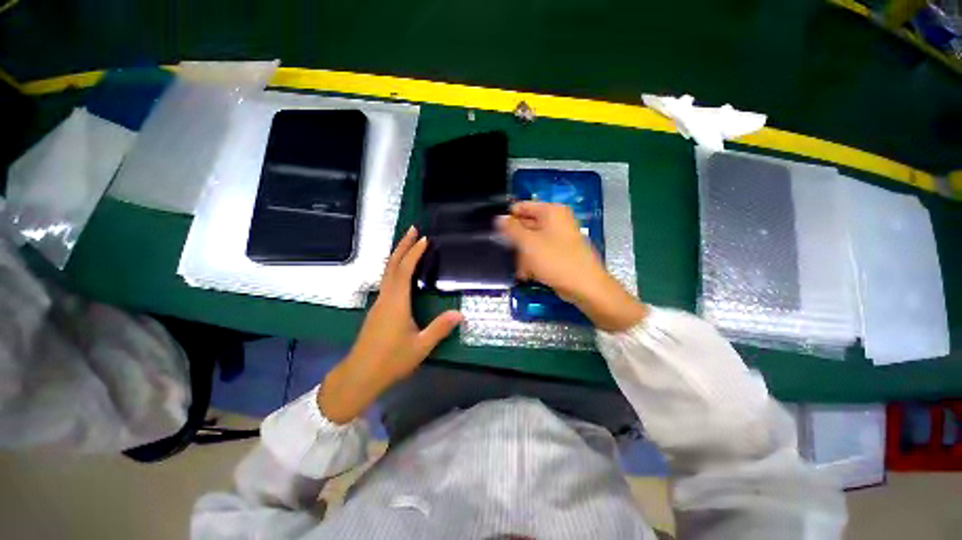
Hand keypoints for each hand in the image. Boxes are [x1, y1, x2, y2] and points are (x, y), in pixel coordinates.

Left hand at [318, 227, 462, 423]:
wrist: (360, 375)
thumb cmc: (391, 361)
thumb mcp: (420, 346)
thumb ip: (439, 328)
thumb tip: (460, 315)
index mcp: (396, 303)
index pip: (404, 271)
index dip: (413, 253)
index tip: (424, 239)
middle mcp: (386, 297)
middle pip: (392, 265)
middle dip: (402, 245)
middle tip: (413, 229)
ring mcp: (379, 303)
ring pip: (387, 272)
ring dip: (398, 255)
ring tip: (409, 244)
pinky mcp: (378, 309)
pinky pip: (387, 281)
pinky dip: (395, 268)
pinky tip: (401, 270)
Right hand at [497, 201, 647, 331]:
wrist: (584, 286)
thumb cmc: (555, 260)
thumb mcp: (528, 243)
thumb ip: (512, 229)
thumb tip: (499, 218)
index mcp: (551, 211)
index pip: (522, 207)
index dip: (508, 218)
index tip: (496, 231)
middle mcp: (556, 221)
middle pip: (527, 225)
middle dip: (516, 241)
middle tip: (506, 253)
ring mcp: (559, 237)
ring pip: (532, 241)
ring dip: (523, 255)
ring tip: (519, 268)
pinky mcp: (560, 252)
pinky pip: (541, 252)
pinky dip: (532, 261)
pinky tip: (527, 274)